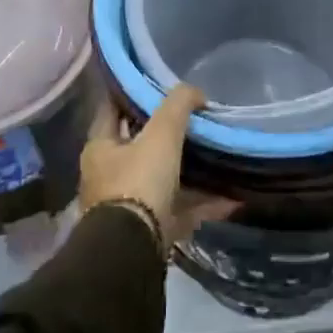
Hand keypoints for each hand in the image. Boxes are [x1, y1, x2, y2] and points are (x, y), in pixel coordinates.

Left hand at [80, 85, 235, 248]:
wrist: (132, 250)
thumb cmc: (138, 181)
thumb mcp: (161, 134)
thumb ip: (178, 105)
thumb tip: (195, 92)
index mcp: (100, 149)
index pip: (112, 110)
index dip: (131, 94)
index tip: (156, 82)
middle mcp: (108, 176)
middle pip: (139, 147)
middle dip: (166, 135)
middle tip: (194, 119)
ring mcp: (128, 206)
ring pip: (163, 179)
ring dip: (190, 171)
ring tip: (218, 156)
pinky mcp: (149, 231)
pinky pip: (181, 210)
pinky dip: (204, 203)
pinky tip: (232, 197)